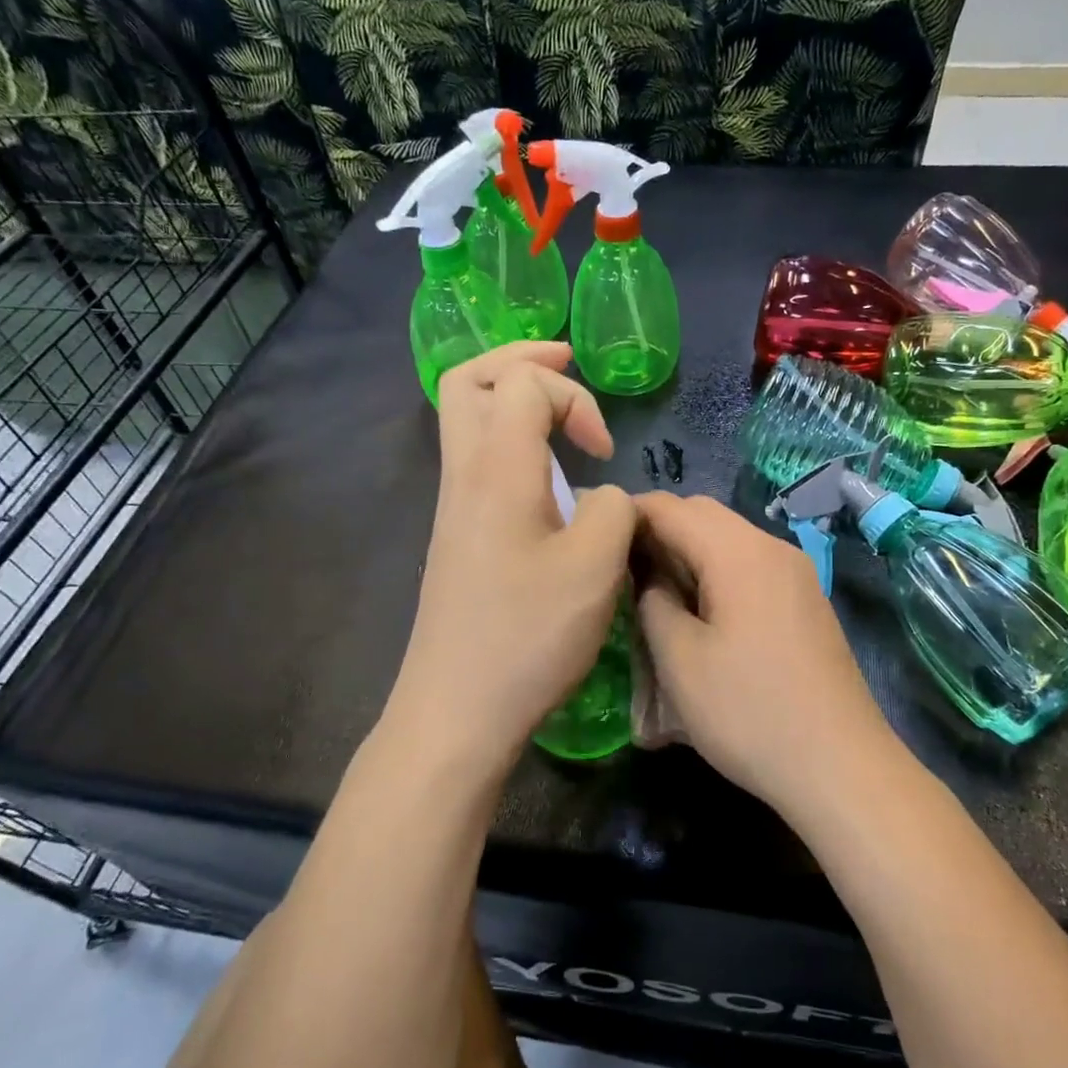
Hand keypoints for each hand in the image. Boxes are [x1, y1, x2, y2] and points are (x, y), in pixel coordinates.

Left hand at [389, 343, 635, 769]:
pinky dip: (508, 441)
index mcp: (496, 470)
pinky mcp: (456, 537)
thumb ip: (615, 509)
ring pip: (464, 419)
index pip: (523, 381)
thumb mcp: (596, 567)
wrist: (457, 708)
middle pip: (466, 379)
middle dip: (520, 358)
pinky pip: (473, 459)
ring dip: (510, 399)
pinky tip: (546, 478)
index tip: (603, 452)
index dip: (573, 397)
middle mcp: (463, 475)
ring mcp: (453, 507)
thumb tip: (603, 496)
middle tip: (567, 363)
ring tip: (560, 414)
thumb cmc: (528, 636)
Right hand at [634, 492, 904, 814]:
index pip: (671, 508)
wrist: (841, 766)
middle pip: (703, 514)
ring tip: (652, 590)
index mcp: (739, 553)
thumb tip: (651, 579)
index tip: (594, 538)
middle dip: (658, 529)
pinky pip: (750, 565)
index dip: (628, 514)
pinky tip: (699, 609)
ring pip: (729, 539)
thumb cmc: (749, 713)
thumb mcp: (680, 661)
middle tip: (620, 567)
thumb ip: (653, 603)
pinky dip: (716, 570)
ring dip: (687, 552)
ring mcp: (796, 573)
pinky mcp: (805, 600)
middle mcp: (772, 548)